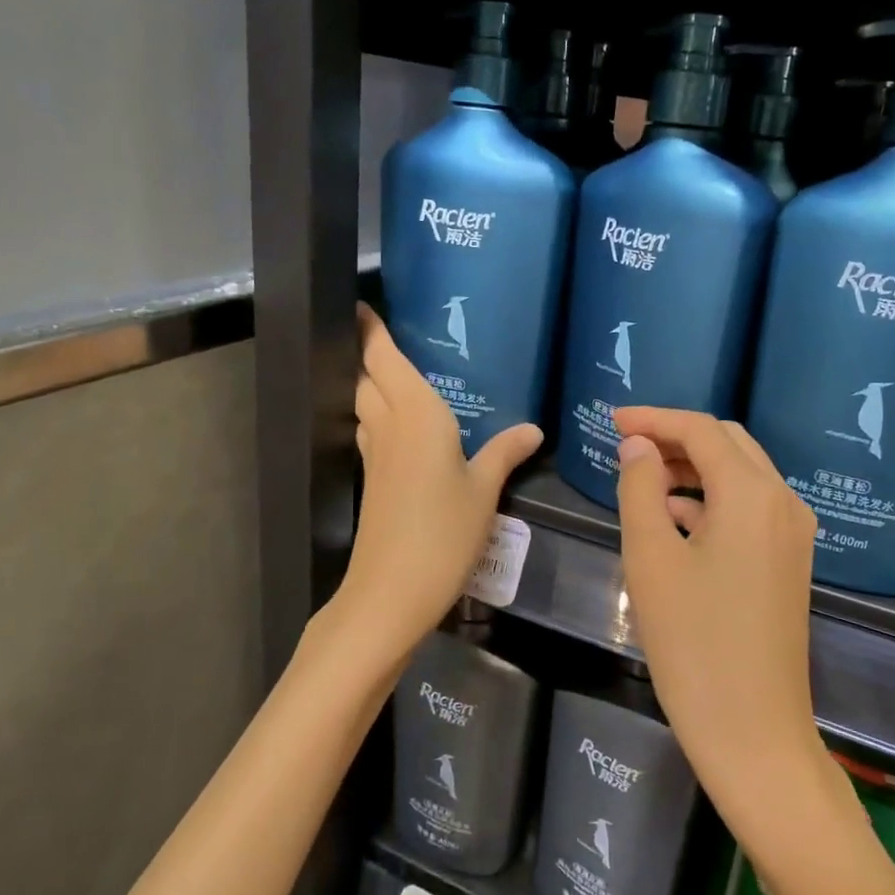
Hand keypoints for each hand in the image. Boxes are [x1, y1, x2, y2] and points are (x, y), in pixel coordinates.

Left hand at [329, 306, 540, 667]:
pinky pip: (371, 430)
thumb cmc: (443, 531)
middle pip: (367, 377)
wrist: (391, 590)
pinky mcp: (371, 479)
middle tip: (386, 332)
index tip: (360, 304)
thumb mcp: (484, 490)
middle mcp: (388, 424)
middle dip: (369, 352)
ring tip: (396, 371)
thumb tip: (533, 429)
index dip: (369, 330)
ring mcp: (374, 454)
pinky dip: (379, 414)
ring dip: (371, 382)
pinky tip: (403, 426)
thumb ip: (504, 452)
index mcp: (416, 414)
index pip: (383, 358)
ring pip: (364, 403)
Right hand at [613, 408, 826, 831]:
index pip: (701, 430)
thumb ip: (641, 488)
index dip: (654, 418)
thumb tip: (639, 446)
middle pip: (728, 443)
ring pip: (741, 474)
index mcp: (752, 494)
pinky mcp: (790, 561)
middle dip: (676, 436)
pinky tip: (674, 515)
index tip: (611, 419)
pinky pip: (749, 508)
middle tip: (626, 443)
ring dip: (694, 466)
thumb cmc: (693, 642)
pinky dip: (711, 498)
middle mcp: (783, 502)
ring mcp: (793, 534)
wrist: (753, 731)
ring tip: (642, 477)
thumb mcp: (651, 558)